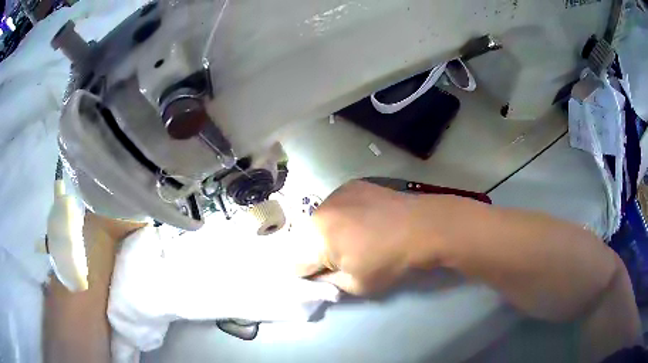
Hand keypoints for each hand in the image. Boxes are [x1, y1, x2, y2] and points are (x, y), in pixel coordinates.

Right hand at [301, 180, 439, 295]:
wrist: (422, 227)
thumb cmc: (390, 261)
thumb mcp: (356, 285)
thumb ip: (328, 282)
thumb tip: (318, 275)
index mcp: (316, 239)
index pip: (295, 263)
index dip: (309, 274)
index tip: (326, 276)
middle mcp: (318, 212)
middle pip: (305, 240)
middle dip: (316, 252)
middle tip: (341, 258)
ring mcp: (334, 195)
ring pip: (319, 221)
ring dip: (327, 232)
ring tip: (354, 236)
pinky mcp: (350, 185)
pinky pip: (335, 206)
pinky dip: (342, 215)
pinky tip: (364, 219)